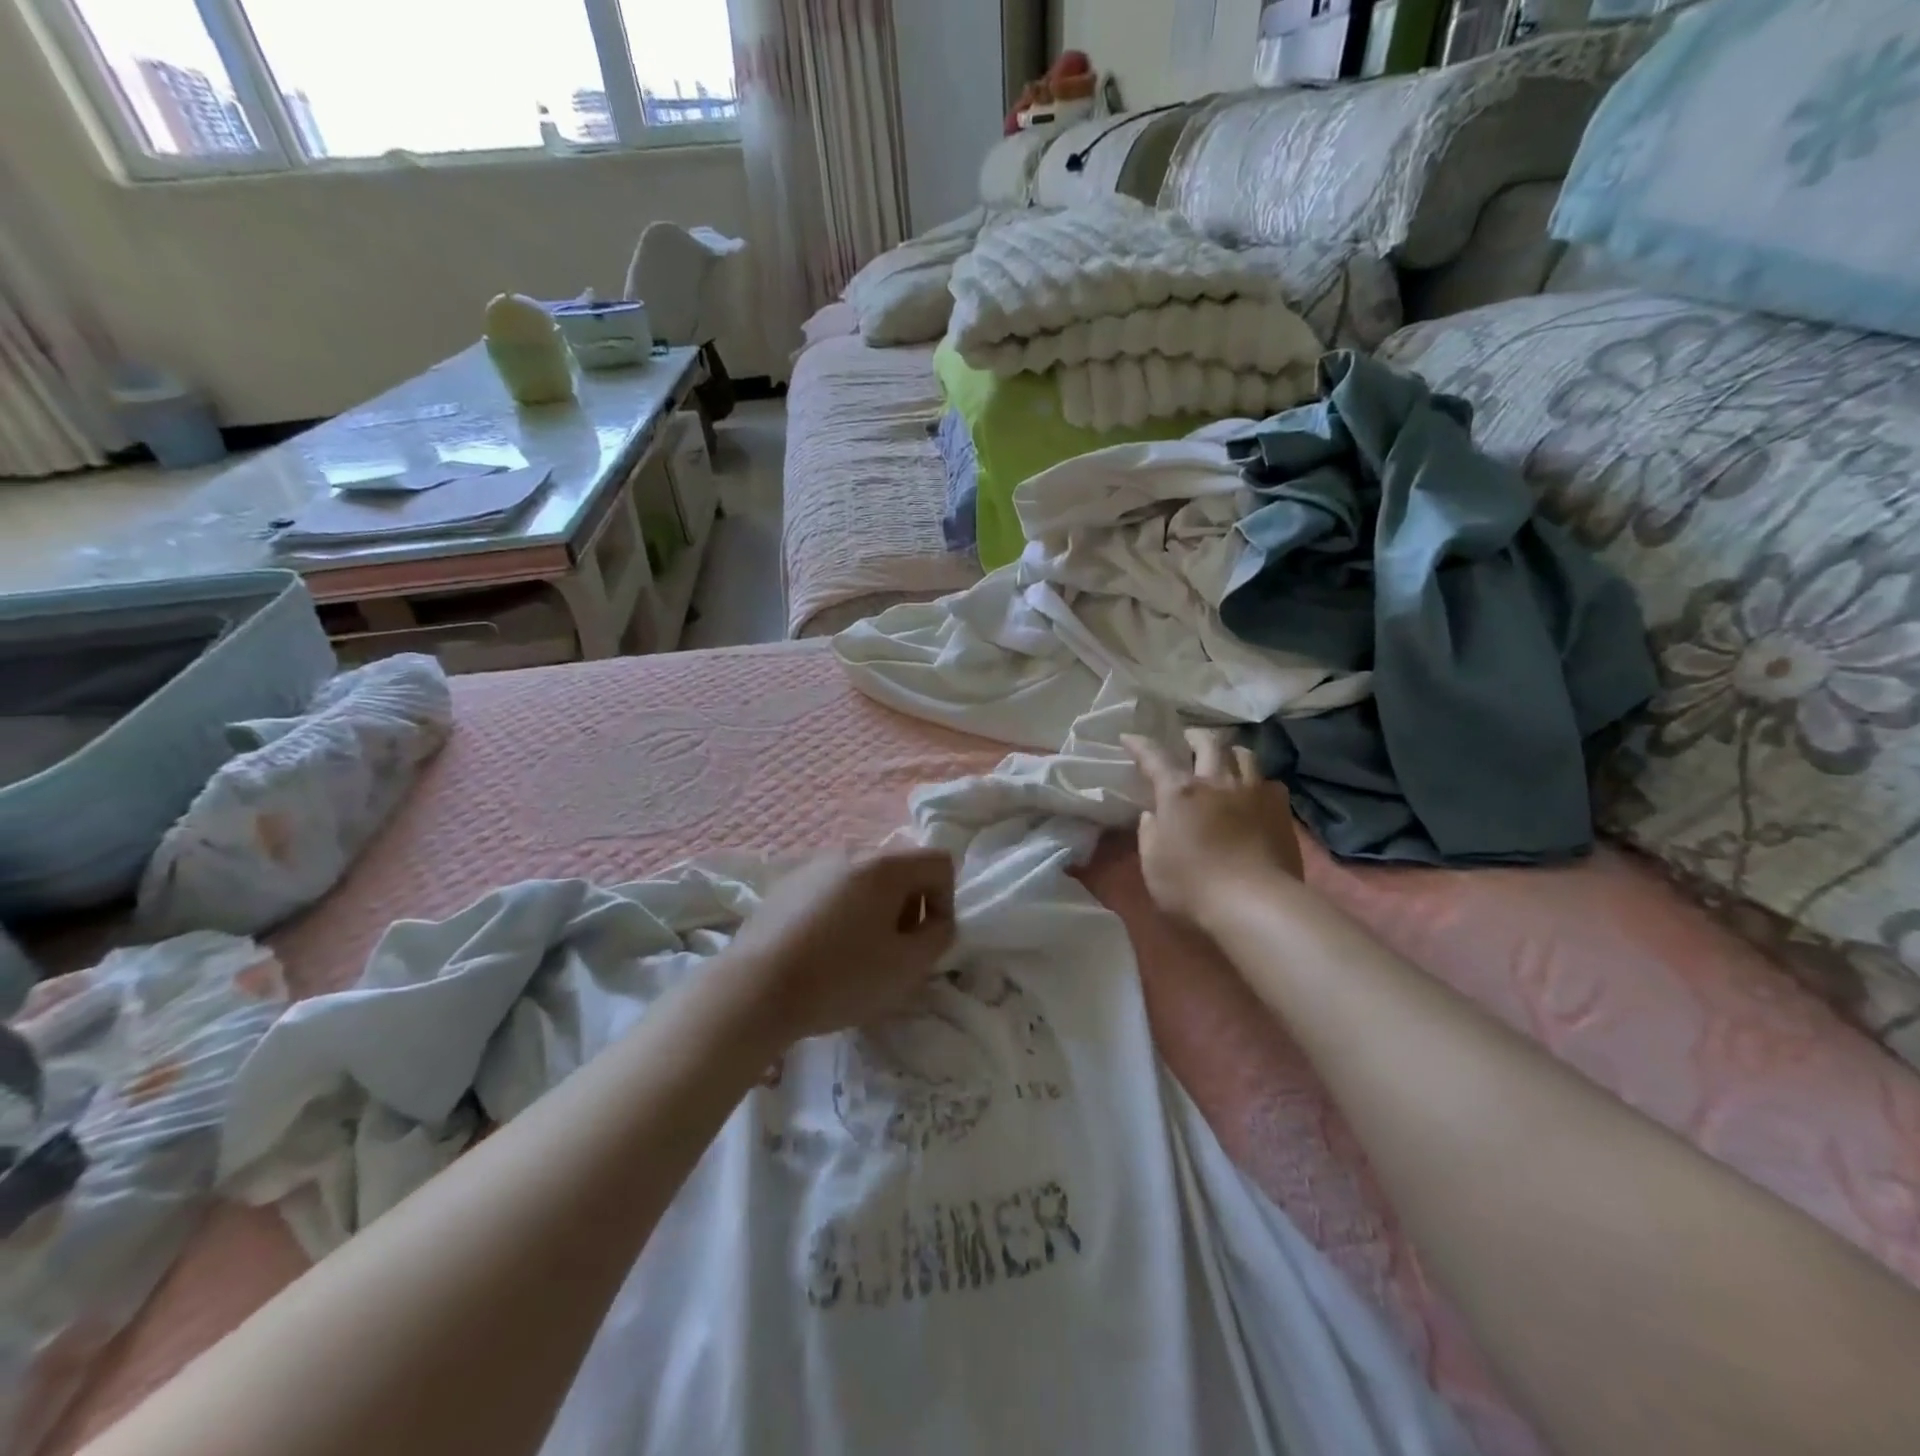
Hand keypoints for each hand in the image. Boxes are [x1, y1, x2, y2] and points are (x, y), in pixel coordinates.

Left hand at [722, 848, 956, 1044]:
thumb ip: (938, 937)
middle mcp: (851, 852)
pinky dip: (842, 912)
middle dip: (910, 907)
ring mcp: (814, 865)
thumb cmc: (840, 977)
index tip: (926, 941)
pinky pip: (832, 890)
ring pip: (865, 880)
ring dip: (875, 910)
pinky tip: (822, 950)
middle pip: (901, 869)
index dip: (946, 902)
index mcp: (884, 865)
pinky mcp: (786, 884)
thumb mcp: (907, 967)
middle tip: (894, 951)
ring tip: (857, 954)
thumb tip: (935, 921)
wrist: (754, 989)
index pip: (939, 862)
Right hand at [1121, 729, 1302, 927]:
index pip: (1155, 758)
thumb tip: (1153, 814)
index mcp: (1179, 792)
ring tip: (1224, 759)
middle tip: (1187, 741)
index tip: (1129, 737)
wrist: (1256, 905)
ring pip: (1244, 754)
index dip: (1140, 745)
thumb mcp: (1153, 864)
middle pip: (1208, 743)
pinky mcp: (1280, 810)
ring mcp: (1253, 793)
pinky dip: (1257, 781)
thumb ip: (1149, 833)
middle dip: (1193, 737)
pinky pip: (1269, 782)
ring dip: (1229, 752)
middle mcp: (1217, 782)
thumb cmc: (1192, 887)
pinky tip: (1254, 792)